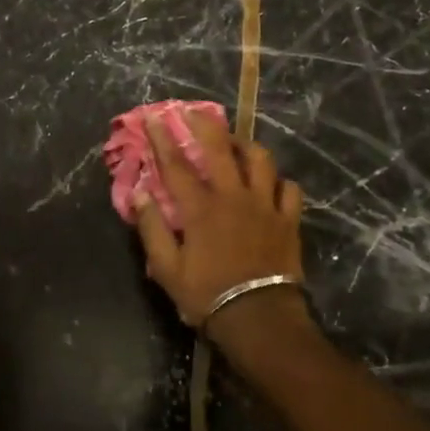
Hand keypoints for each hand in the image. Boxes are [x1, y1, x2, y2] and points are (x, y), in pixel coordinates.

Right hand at [133, 110, 304, 336]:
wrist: (259, 319)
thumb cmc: (207, 295)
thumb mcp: (167, 268)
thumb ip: (152, 228)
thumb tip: (140, 194)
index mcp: (200, 209)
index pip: (176, 165)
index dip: (162, 139)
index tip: (153, 117)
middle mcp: (233, 197)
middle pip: (220, 149)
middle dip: (203, 124)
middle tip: (192, 111)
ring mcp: (265, 206)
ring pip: (260, 160)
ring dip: (244, 145)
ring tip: (234, 142)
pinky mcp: (288, 220)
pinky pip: (289, 188)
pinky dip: (278, 180)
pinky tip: (270, 182)